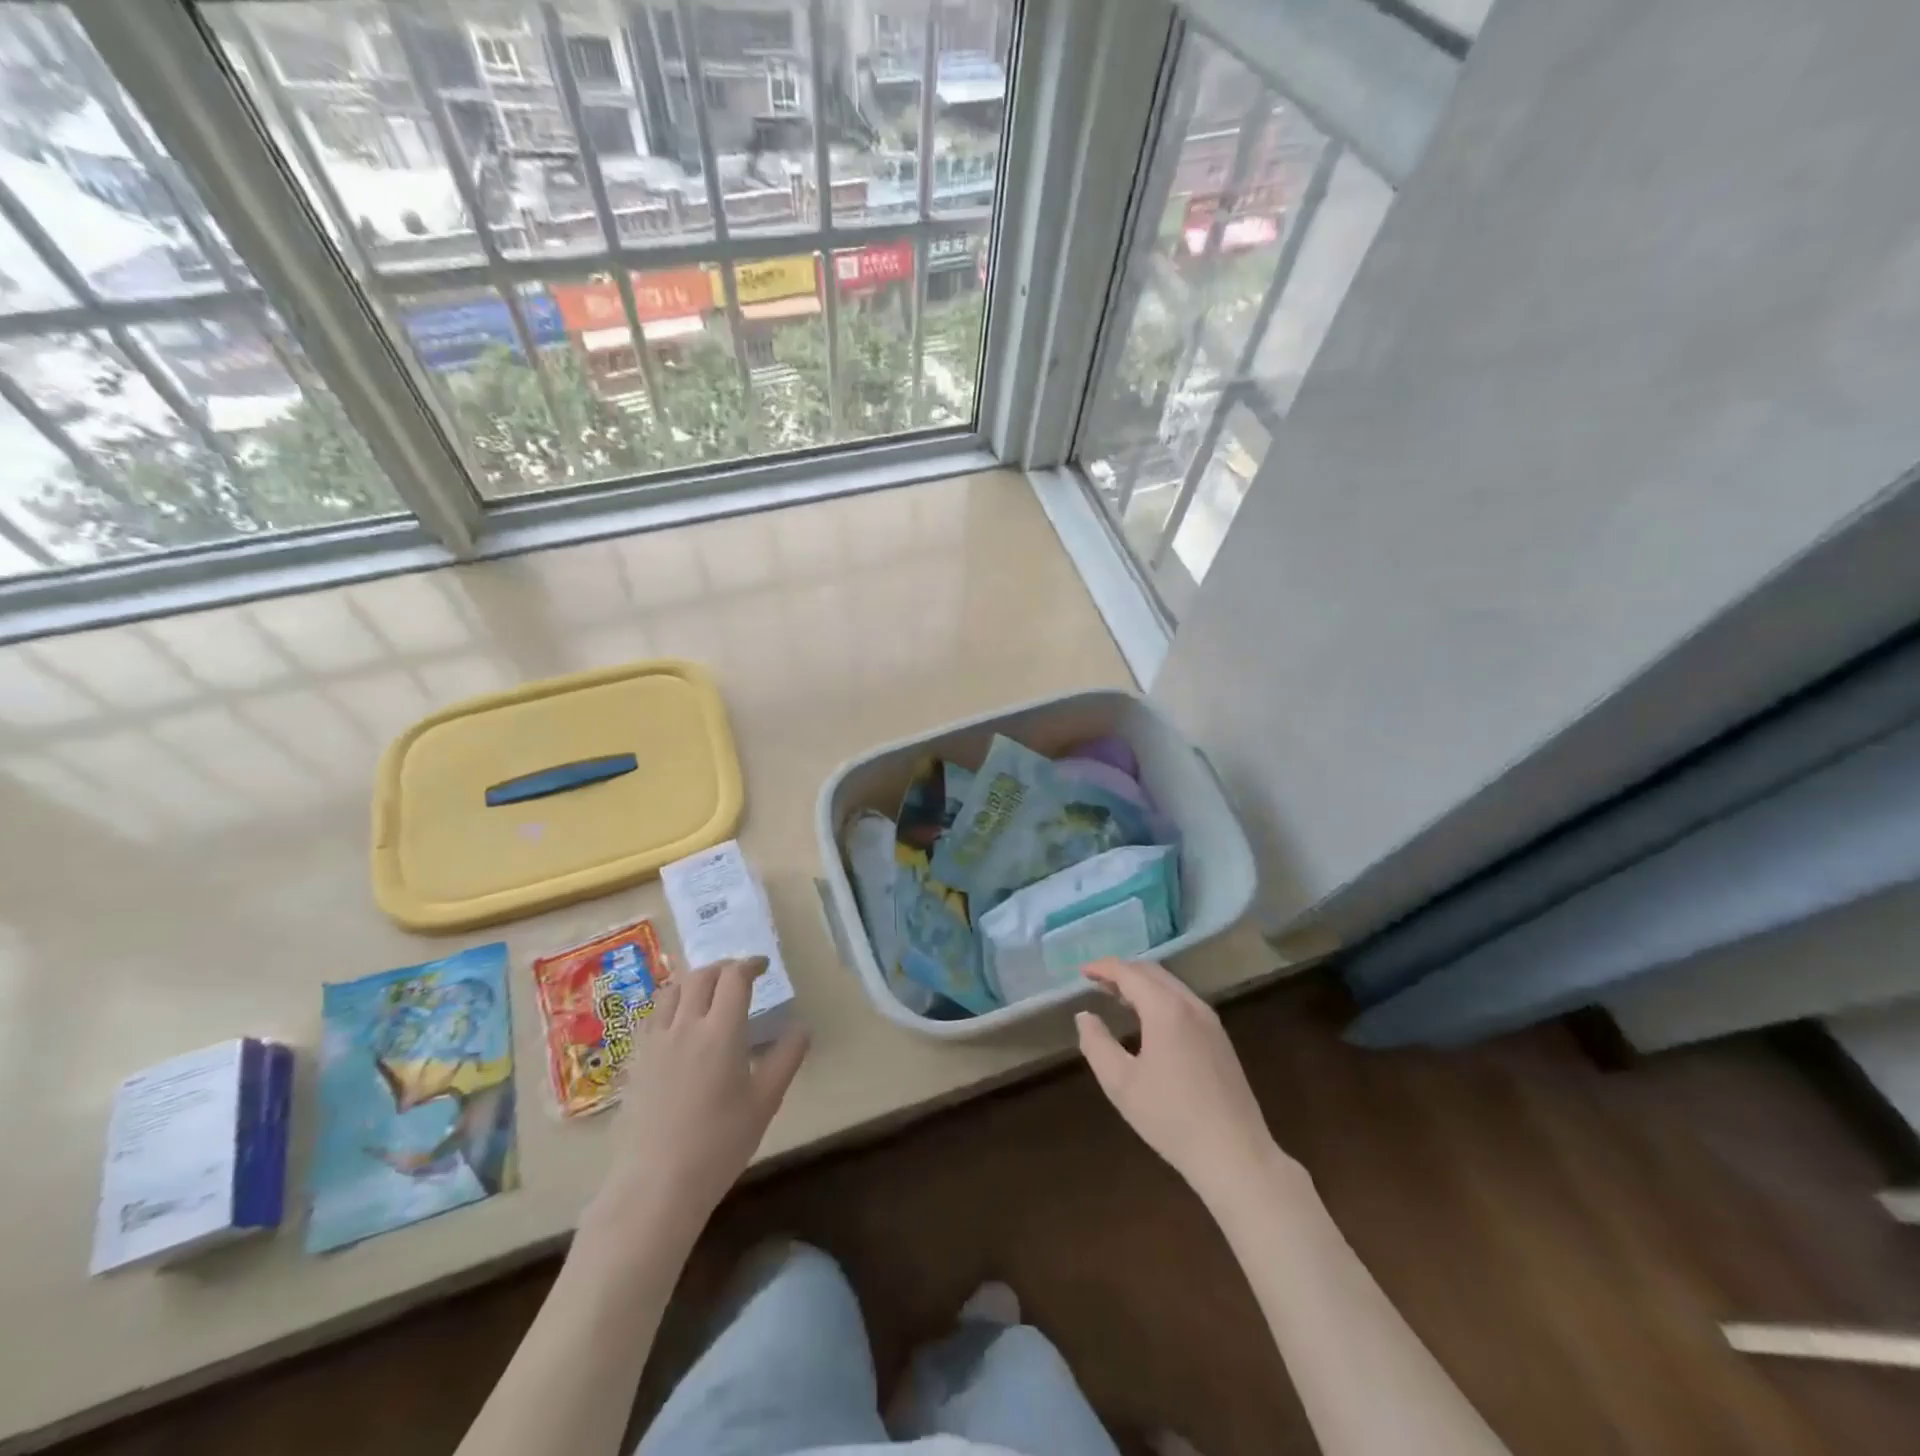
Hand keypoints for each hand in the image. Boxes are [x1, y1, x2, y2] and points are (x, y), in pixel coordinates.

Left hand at [586, 956, 808, 1248]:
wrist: (655, 1185)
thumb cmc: (719, 1144)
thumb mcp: (765, 1102)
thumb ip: (786, 1058)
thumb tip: (802, 1027)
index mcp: (721, 1031)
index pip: (734, 977)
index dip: (750, 964)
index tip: (763, 967)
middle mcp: (686, 1026)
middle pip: (701, 976)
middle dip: (724, 968)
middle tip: (740, 976)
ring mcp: (655, 1042)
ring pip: (671, 991)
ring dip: (694, 981)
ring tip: (708, 993)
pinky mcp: (636, 1061)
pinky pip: (652, 1017)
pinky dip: (670, 1005)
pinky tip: (678, 1025)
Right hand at [1076, 958, 1294, 1206]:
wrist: (1235, 1155)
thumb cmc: (1171, 1118)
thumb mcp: (1120, 1083)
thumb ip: (1096, 1043)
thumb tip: (1084, 1016)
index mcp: (1166, 1009)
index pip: (1129, 973)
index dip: (1103, 968)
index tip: (1082, 972)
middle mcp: (1191, 1005)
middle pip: (1153, 973)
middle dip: (1123, 972)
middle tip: (1097, 983)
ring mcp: (1211, 1022)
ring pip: (1171, 987)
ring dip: (1143, 985)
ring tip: (1118, 998)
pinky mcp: (1221, 1040)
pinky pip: (1184, 1003)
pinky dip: (1160, 999)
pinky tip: (1150, 1021)